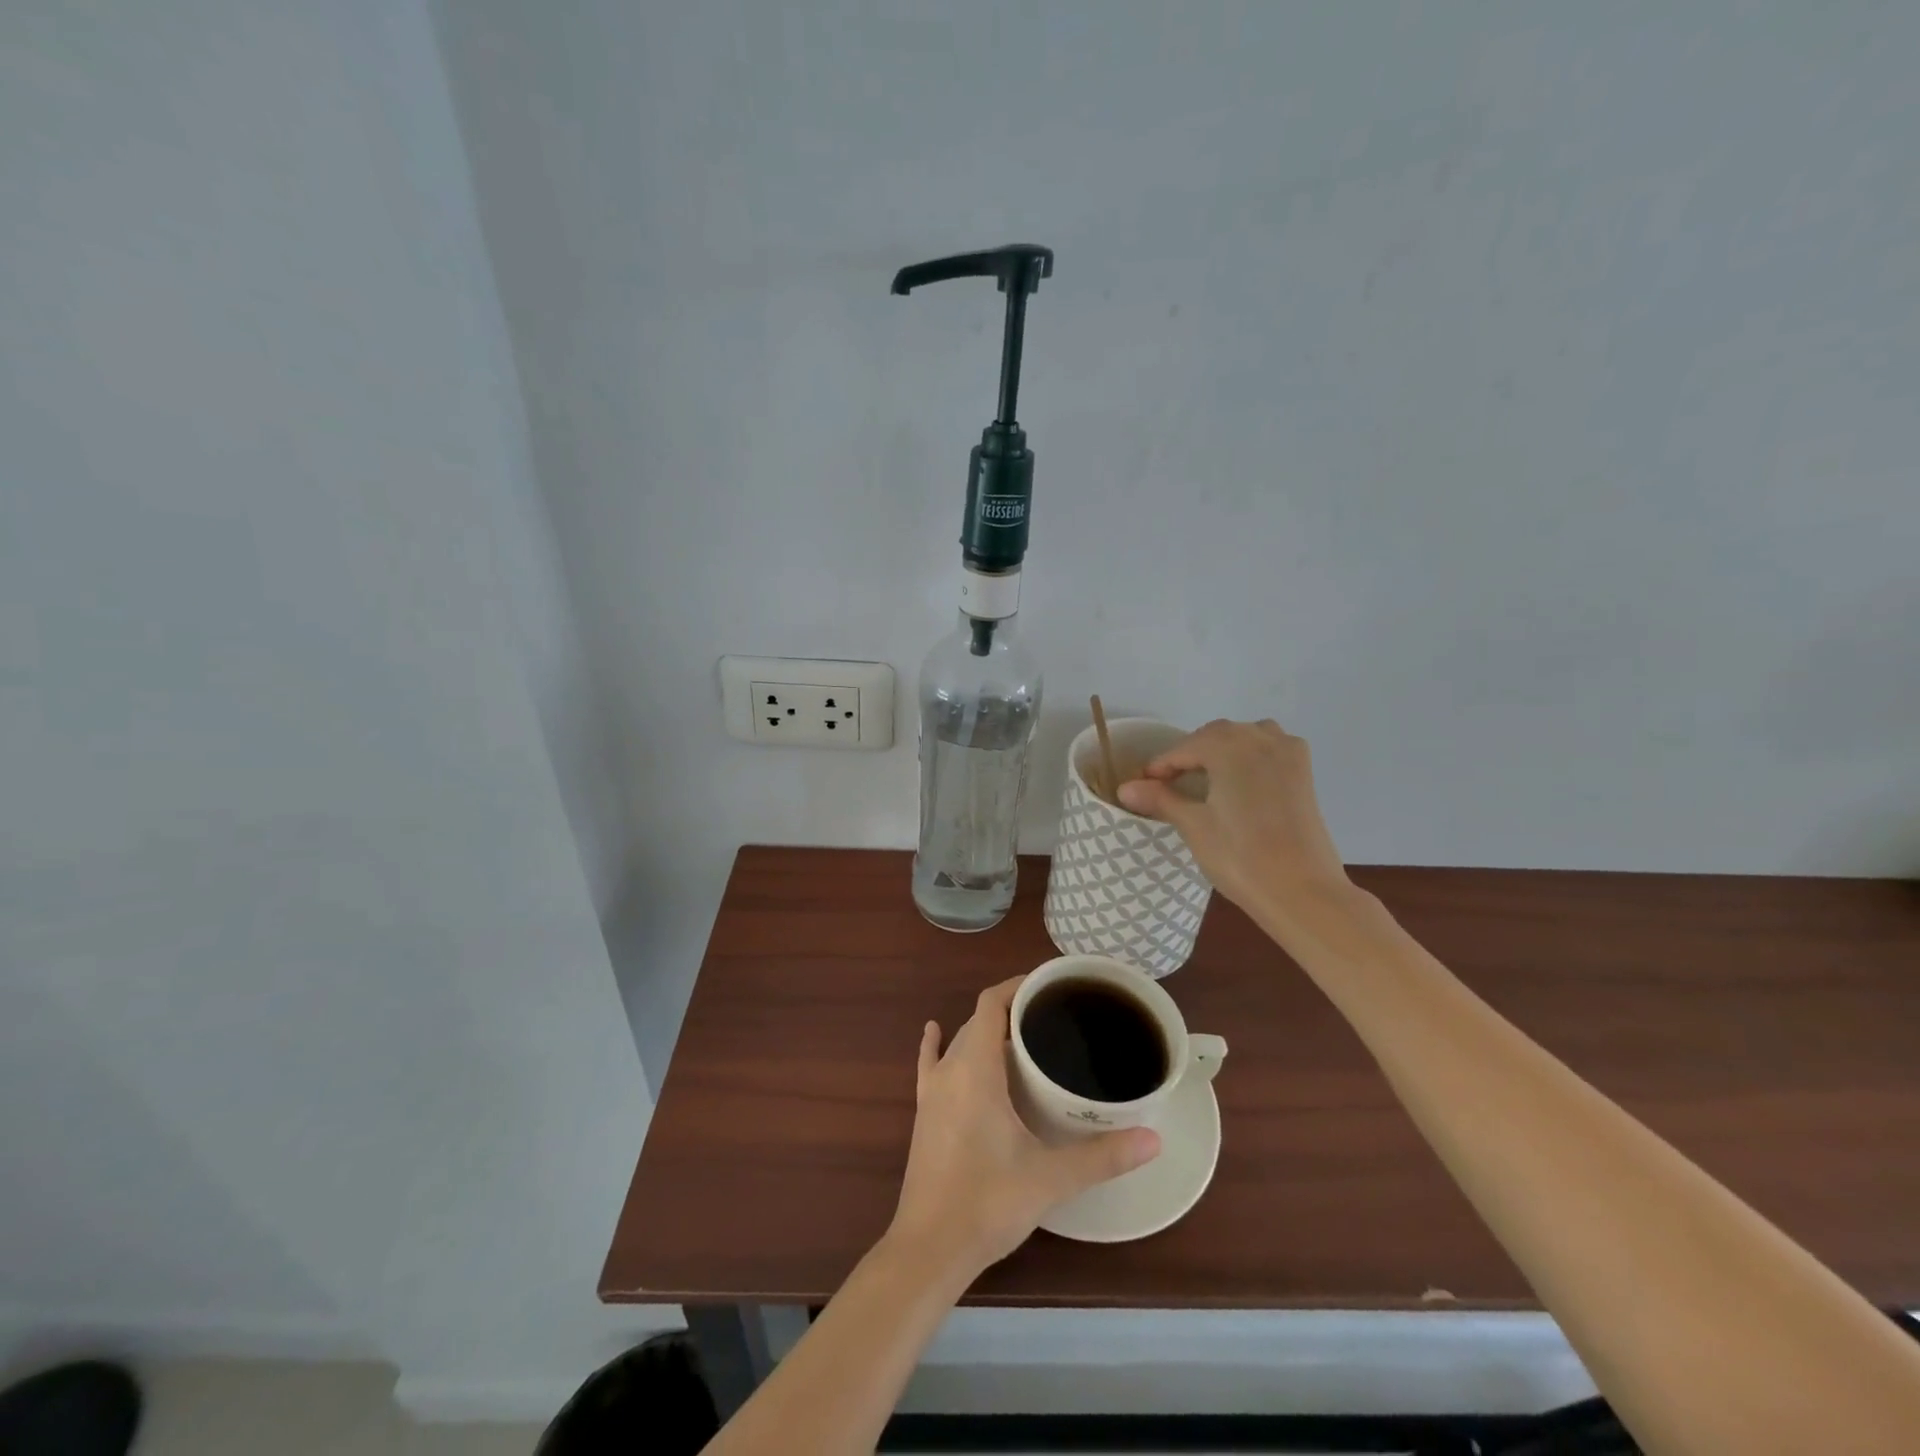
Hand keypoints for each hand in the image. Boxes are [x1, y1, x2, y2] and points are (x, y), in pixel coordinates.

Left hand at [889, 977, 1160, 1277]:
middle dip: (1012, 1011)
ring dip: (985, 1032)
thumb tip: (1153, 1139)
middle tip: (1053, 1018)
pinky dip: (935, 1044)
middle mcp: (950, 1069)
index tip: (1050, 985)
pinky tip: (934, 1031)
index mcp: (976, 1068)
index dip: (1018, 986)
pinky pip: (930, 1064)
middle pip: (979, 1021)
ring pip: (959, 1042)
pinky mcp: (924, 1112)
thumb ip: (1102, 1157)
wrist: (929, 1248)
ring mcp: (932, 1091)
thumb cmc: (988, 1202)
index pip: (991, 1003)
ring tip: (1022, 1035)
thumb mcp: (1050, 1178)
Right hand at [1117, 718, 1351, 925]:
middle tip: (1168, 784)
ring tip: (1206, 778)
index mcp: (1229, 747)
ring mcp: (1288, 754)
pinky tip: (1242, 780)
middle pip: (1215, 735)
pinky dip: (1252, 755)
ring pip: (1246, 737)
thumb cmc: (1240, 857)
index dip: (1160, 766)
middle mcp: (1260, 739)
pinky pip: (1271, 749)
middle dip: (1190, 754)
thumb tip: (1124, 788)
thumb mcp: (1193, 826)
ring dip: (1223, 749)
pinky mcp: (1304, 774)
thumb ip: (1160, 799)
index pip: (1184, 748)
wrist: (1302, 892)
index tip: (1143, 786)